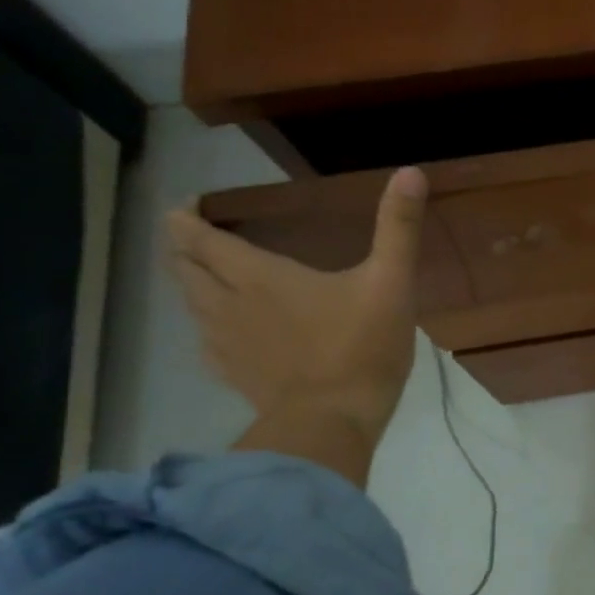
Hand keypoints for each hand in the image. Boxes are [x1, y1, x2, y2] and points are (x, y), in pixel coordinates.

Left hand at [166, 168, 429, 465]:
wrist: (333, 422)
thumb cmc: (361, 347)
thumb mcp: (391, 281)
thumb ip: (398, 227)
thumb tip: (411, 172)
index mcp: (259, 277)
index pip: (201, 239)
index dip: (186, 219)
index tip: (186, 205)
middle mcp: (229, 305)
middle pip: (186, 270)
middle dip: (183, 248)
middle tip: (191, 235)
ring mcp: (226, 344)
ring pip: (191, 306)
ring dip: (191, 285)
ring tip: (202, 275)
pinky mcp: (235, 376)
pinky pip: (206, 343)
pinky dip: (206, 327)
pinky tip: (221, 333)